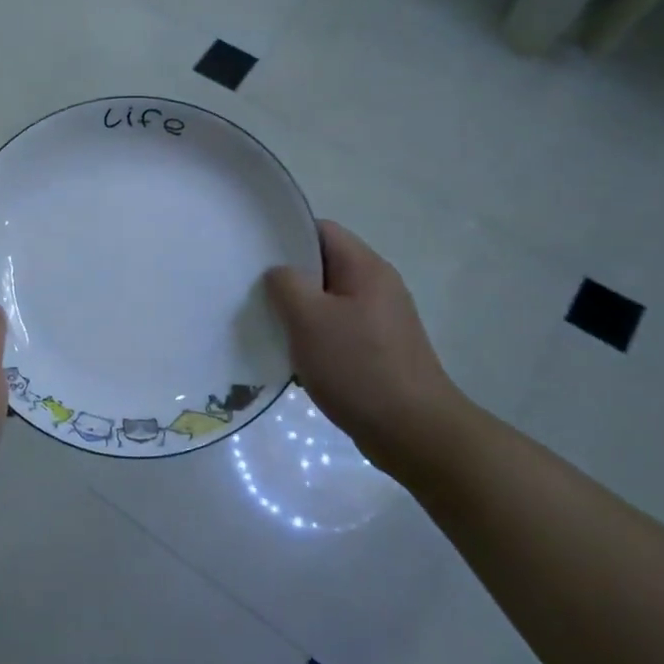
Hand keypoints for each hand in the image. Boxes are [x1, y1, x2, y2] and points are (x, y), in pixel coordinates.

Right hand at [266, 220, 465, 479]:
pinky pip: (336, 330)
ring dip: (297, 311)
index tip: (253, 252)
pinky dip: (312, 337)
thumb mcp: (309, 319)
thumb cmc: (358, 367)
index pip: (321, 230)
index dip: (286, 235)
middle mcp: (377, 287)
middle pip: (323, 266)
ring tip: (265, 324)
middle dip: (287, 277)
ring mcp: (379, 320)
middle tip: (250, 290)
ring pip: (327, 301)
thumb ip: (285, 284)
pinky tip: (290, 356)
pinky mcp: (377, 351)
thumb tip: (279, 273)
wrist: (413, 432)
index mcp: (366, 268)